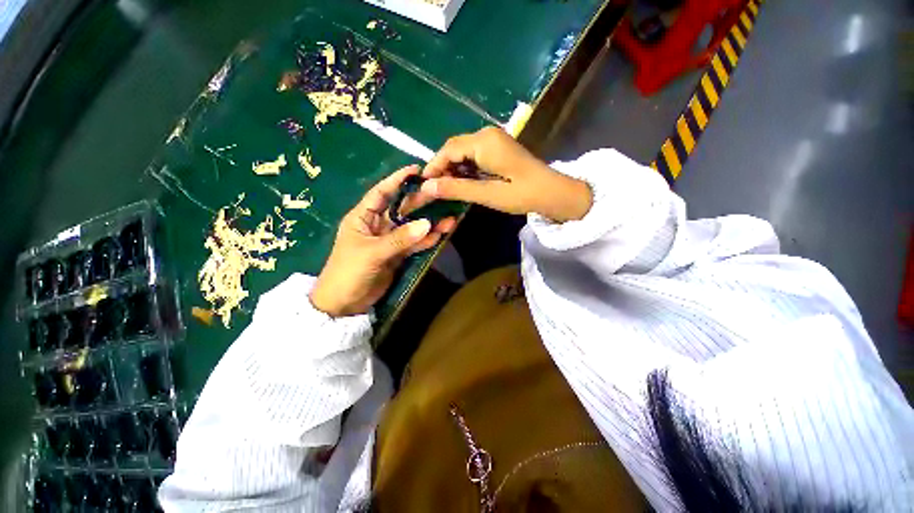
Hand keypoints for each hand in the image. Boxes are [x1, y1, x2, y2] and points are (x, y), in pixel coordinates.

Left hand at [310, 166, 455, 316]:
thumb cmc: (348, 272)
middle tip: (441, 192)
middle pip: (402, 209)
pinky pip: (414, 244)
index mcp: (363, 217)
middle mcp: (377, 225)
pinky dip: (426, 240)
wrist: (344, 304)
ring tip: (450, 218)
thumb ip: (399, 239)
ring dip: (429, 223)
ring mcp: (389, 241)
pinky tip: (441, 234)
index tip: (416, 170)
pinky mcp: (397, 255)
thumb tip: (427, 223)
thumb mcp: (372, 253)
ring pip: (412, 228)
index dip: (397, 180)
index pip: (381, 192)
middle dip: (420, 202)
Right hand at [417, 126, 592, 221]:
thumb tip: (427, 187)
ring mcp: (493, 140)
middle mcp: (487, 135)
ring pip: (462, 151)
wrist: (554, 192)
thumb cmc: (523, 194)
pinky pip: (473, 154)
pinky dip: (464, 168)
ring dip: (453, 169)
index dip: (433, 167)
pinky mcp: (497, 148)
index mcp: (484, 142)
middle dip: (442, 168)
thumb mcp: (488, 195)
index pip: (448, 149)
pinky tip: (462, 183)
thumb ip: (457, 189)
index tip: (423, 185)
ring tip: (446, 189)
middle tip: (435, 190)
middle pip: (454, 148)